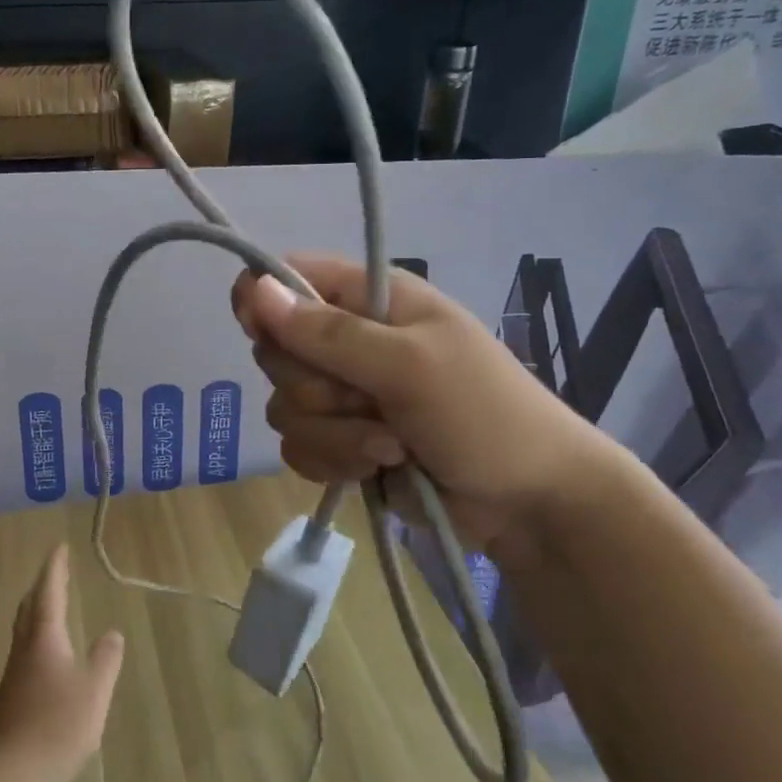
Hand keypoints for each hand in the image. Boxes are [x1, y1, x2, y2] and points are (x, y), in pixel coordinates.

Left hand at [0, 543, 124, 781]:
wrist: (11, 776)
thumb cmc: (57, 725)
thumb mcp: (94, 690)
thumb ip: (106, 660)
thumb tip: (112, 634)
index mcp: (44, 638)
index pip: (49, 593)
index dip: (54, 569)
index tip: (59, 548)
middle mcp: (24, 650)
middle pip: (29, 609)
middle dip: (42, 588)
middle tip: (54, 574)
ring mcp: (13, 677)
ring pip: (23, 633)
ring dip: (36, 614)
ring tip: (51, 611)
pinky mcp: (9, 702)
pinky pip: (24, 656)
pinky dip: (36, 642)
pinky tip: (46, 661)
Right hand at [232, 254, 621, 555]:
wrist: (529, 503)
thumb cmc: (484, 414)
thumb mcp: (409, 365)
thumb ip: (329, 333)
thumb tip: (253, 289)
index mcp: (370, 299)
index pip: (288, 278)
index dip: (264, 301)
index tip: (262, 334)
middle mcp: (348, 340)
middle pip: (275, 350)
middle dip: (314, 387)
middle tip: (365, 399)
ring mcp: (343, 394)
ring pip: (284, 406)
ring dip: (334, 434)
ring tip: (390, 446)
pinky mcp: (341, 441)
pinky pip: (297, 447)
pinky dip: (332, 461)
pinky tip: (374, 468)